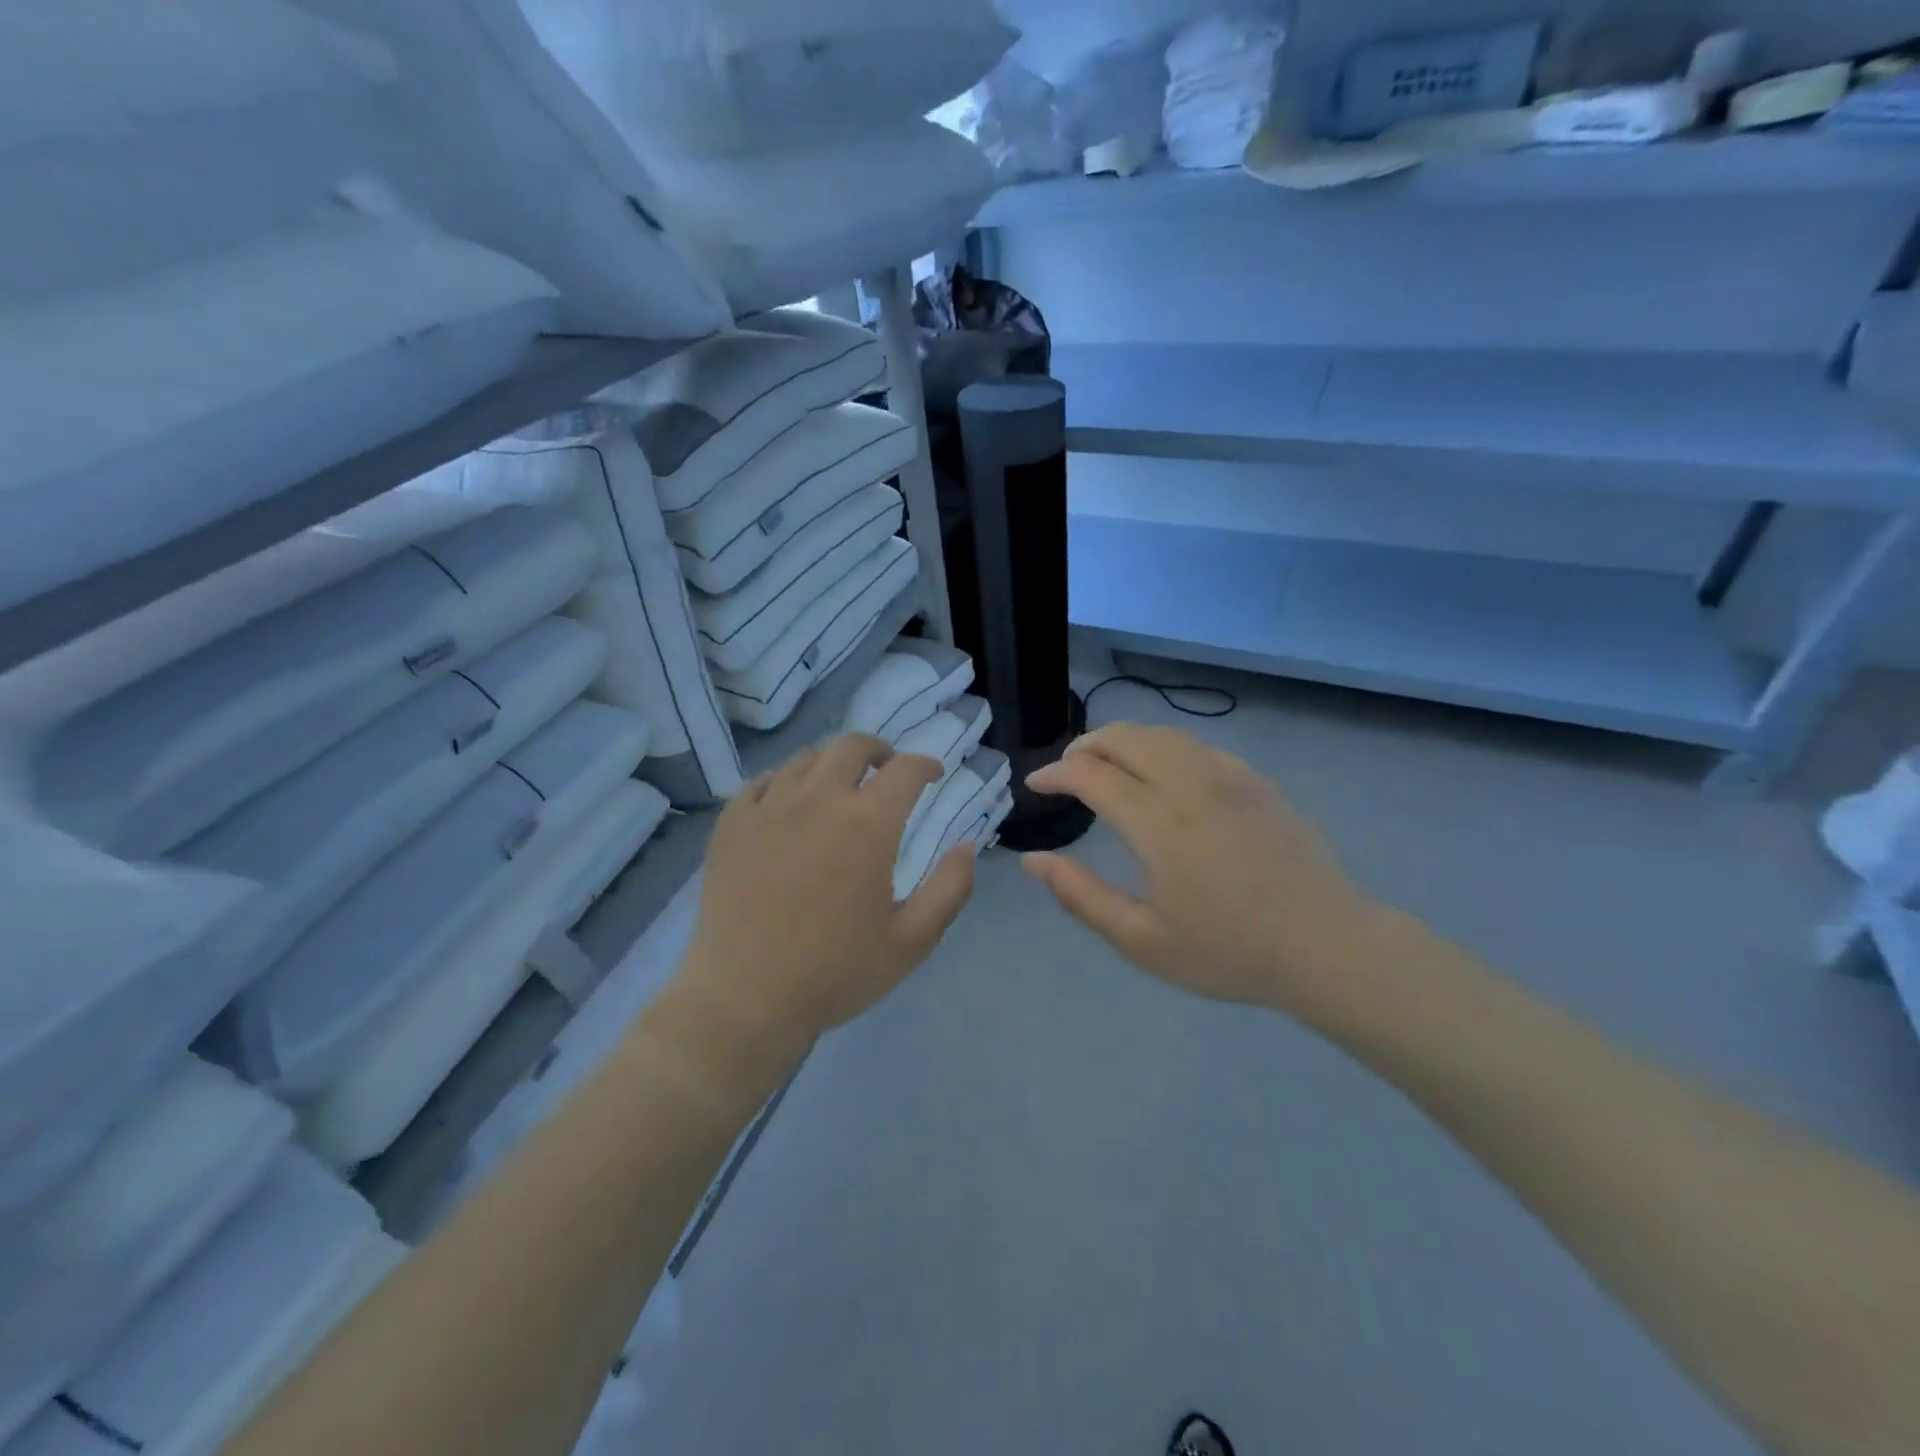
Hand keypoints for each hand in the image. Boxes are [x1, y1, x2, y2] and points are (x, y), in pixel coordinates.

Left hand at [675, 734, 976, 1052]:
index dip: (925, 764)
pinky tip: (790, 805)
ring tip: (839, 788)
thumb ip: (950, 888)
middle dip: (879, 751)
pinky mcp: (732, 823)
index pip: (905, 769)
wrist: (745, 999)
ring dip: (833, 764)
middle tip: (886, 772)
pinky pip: (764, 781)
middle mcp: (819, 799)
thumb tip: (967, 845)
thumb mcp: (912, 941)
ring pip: (807, 758)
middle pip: (852, 746)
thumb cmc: (836, 972)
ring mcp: (769, 807)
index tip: (932, 774)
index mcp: (868, 824)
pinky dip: (787, 781)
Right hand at [1023, 724, 1386, 1020]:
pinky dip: (1163, 746)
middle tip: (1065, 770)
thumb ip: (1081, 896)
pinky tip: (1162, 771)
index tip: (1035, 784)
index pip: (1091, 774)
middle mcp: (1191, 784)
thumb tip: (1033, 860)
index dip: (1055, 773)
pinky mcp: (1256, 781)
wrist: (1326, 946)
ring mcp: (1229, 776)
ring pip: (1162, 734)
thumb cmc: (1229, 951)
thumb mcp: (1143, 940)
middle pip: (1124, 738)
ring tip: (1105, 763)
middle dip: (1085, 745)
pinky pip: (1197, 745)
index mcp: (1159, 822)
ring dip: (1122, 739)